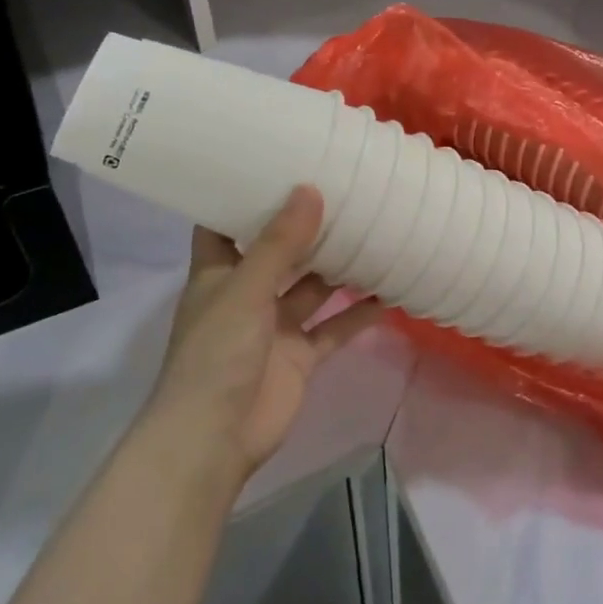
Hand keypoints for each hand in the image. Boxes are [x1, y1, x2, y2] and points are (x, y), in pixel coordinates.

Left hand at [147, 186, 382, 480]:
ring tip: (374, 229)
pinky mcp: (300, 356)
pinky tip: (389, 292)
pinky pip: (334, 327)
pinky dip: (358, 313)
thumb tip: (310, 189)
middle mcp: (247, 294)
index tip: (275, 162)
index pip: (224, 224)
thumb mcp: (245, 290)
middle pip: (278, 251)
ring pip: (312, 287)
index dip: (243, 195)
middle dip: (306, 226)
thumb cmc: (216, 354)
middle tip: (344, 188)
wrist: (213, 441)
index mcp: (219, 273)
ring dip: (338, 266)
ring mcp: (274, 327)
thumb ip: (280, 243)